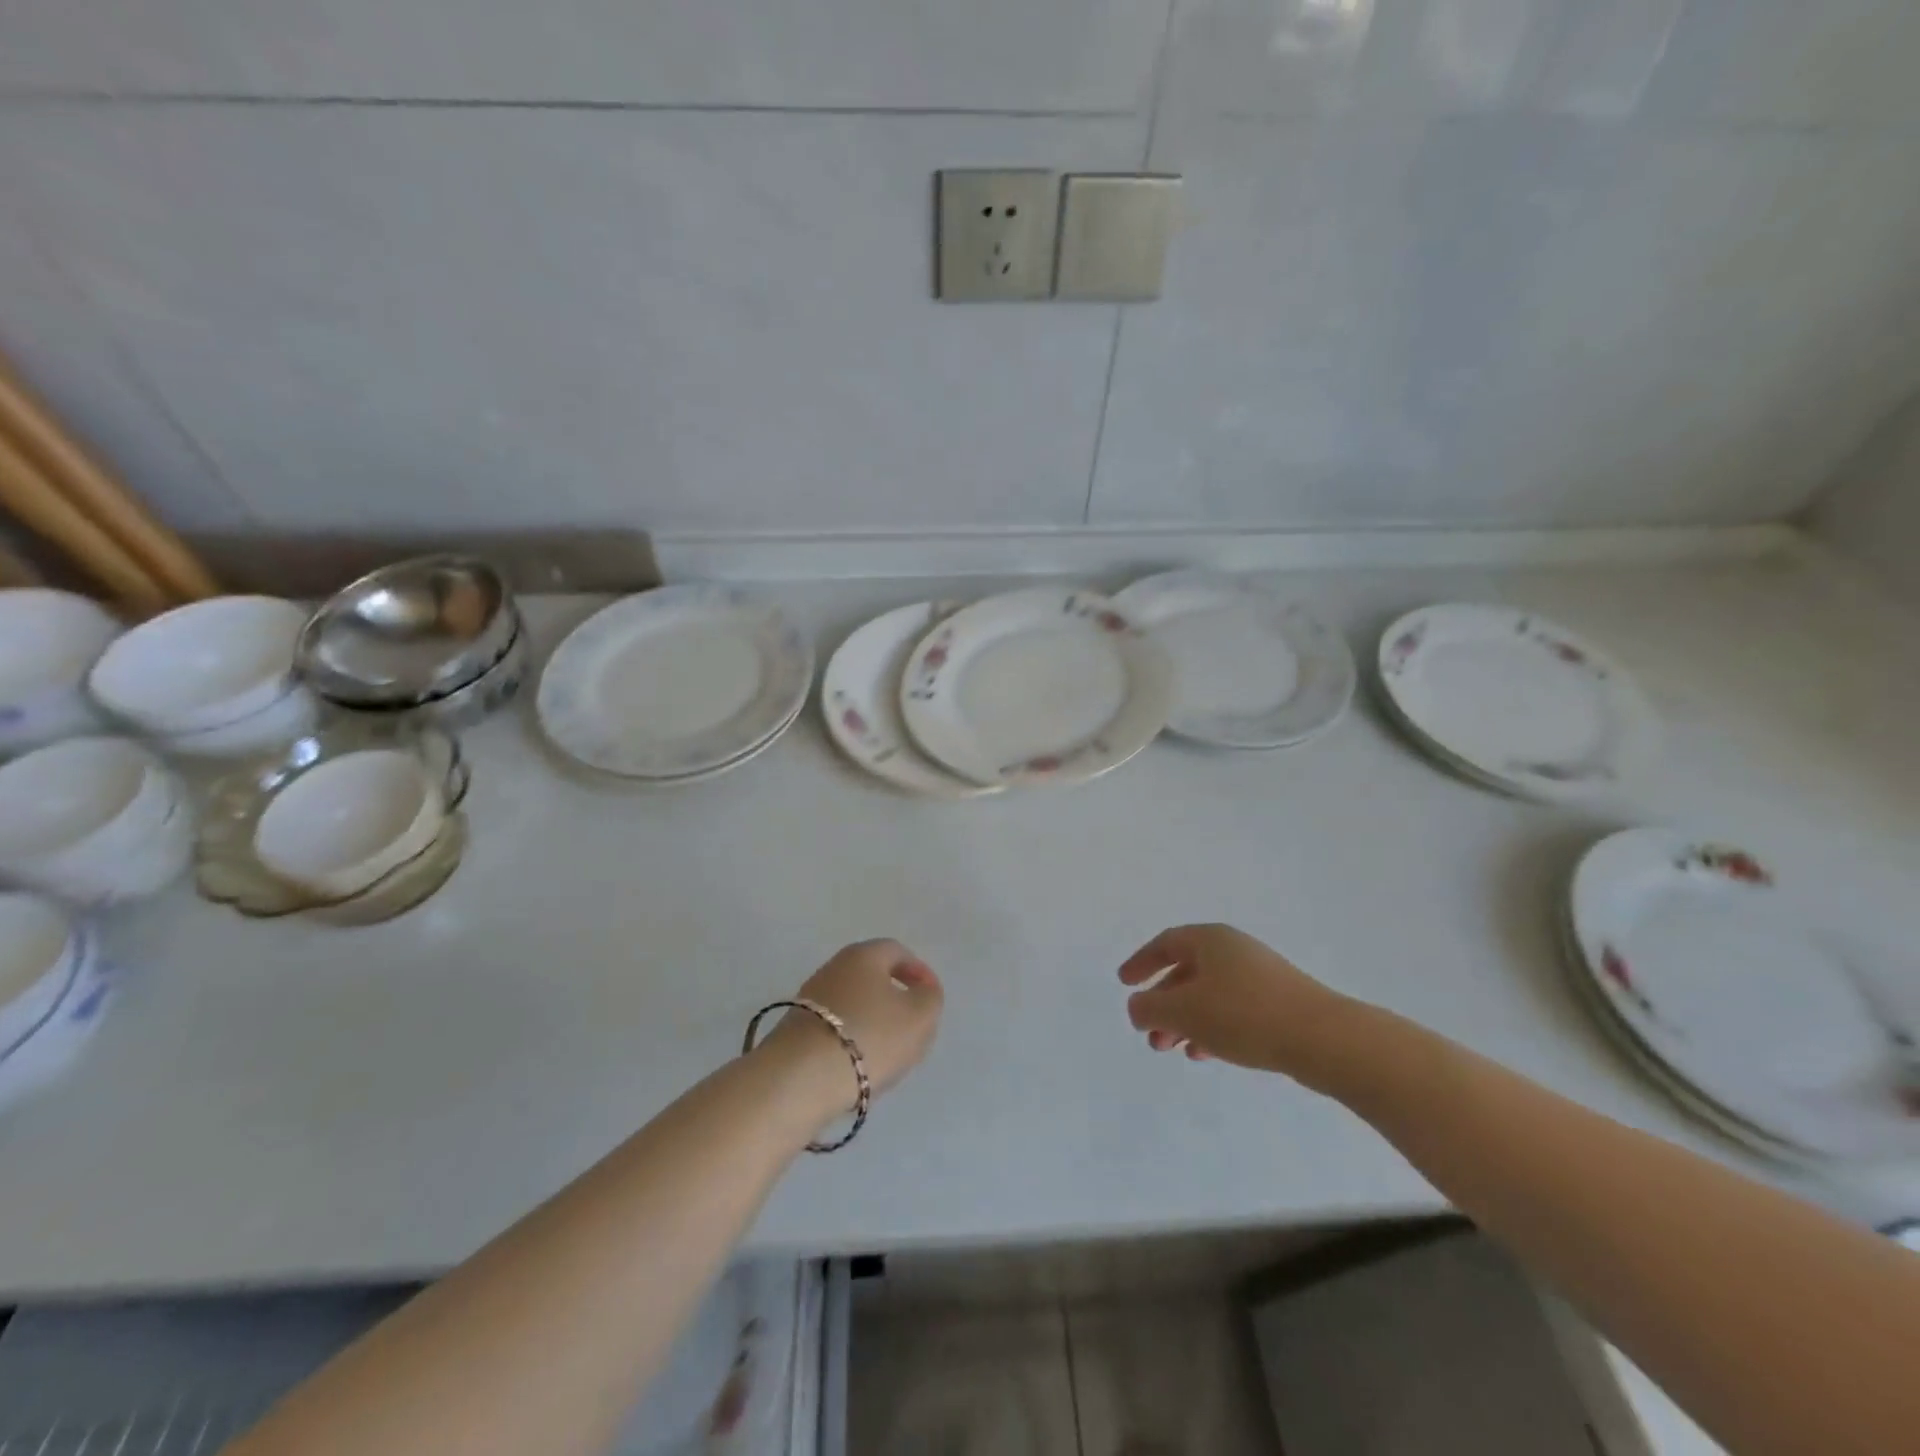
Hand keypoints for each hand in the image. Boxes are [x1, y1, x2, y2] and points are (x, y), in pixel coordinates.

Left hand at [762, 939, 943, 1112]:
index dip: (918, 971)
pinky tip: (858, 1064)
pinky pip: (834, 1027)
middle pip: (872, 976)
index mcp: (863, 955)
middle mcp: (833, 967)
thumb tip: (922, 989)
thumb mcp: (919, 1016)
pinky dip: (850, 1040)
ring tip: (886, 1052)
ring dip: (872, 1021)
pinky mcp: (795, 1030)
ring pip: (852, 1003)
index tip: (930, 997)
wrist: (800, 1079)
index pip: (897, 951)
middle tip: (911, 1026)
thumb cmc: (869, 1037)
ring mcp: (809, 999)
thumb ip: (930, 997)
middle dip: (894, 997)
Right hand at [1119, 923, 1350, 1079]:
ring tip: (1172, 1050)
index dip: (1141, 962)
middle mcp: (1233, 951)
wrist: (1323, 1038)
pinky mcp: (1279, 1003)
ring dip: (1184, 1020)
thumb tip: (1137, 1006)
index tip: (1124, 983)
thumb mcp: (1184, 1011)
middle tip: (1148, 1033)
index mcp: (1210, 940)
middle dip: (1163, 1002)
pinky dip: (1211, 1028)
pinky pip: (1232, 1010)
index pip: (1165, 944)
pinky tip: (1205, 1054)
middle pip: (1186, 971)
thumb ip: (1150, 1008)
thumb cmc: (1243, 1015)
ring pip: (1209, 994)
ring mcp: (1259, 976)